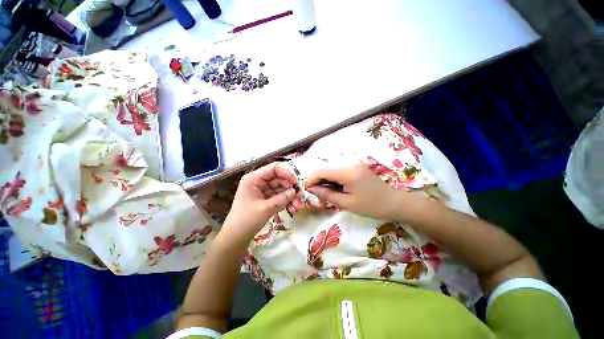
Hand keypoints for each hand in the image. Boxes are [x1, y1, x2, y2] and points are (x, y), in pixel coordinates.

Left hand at [223, 163, 297, 239]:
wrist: (237, 237)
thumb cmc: (246, 220)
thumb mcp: (265, 209)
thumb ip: (281, 199)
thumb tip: (294, 192)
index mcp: (254, 178)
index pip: (274, 168)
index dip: (287, 172)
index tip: (295, 182)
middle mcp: (259, 181)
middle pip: (280, 178)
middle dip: (291, 187)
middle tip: (300, 197)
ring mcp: (264, 190)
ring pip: (282, 187)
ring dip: (291, 195)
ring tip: (297, 206)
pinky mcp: (267, 198)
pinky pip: (280, 195)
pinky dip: (287, 201)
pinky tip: (292, 208)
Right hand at [306, 162, 405, 219]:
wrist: (393, 201)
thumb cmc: (371, 206)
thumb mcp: (346, 203)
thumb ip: (327, 194)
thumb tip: (311, 189)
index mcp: (346, 171)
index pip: (321, 170)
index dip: (311, 179)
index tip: (308, 190)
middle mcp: (348, 162)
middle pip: (323, 166)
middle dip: (316, 179)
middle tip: (316, 193)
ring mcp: (352, 162)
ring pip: (329, 167)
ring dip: (323, 177)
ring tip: (325, 191)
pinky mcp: (354, 164)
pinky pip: (337, 168)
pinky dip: (331, 176)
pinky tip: (334, 186)